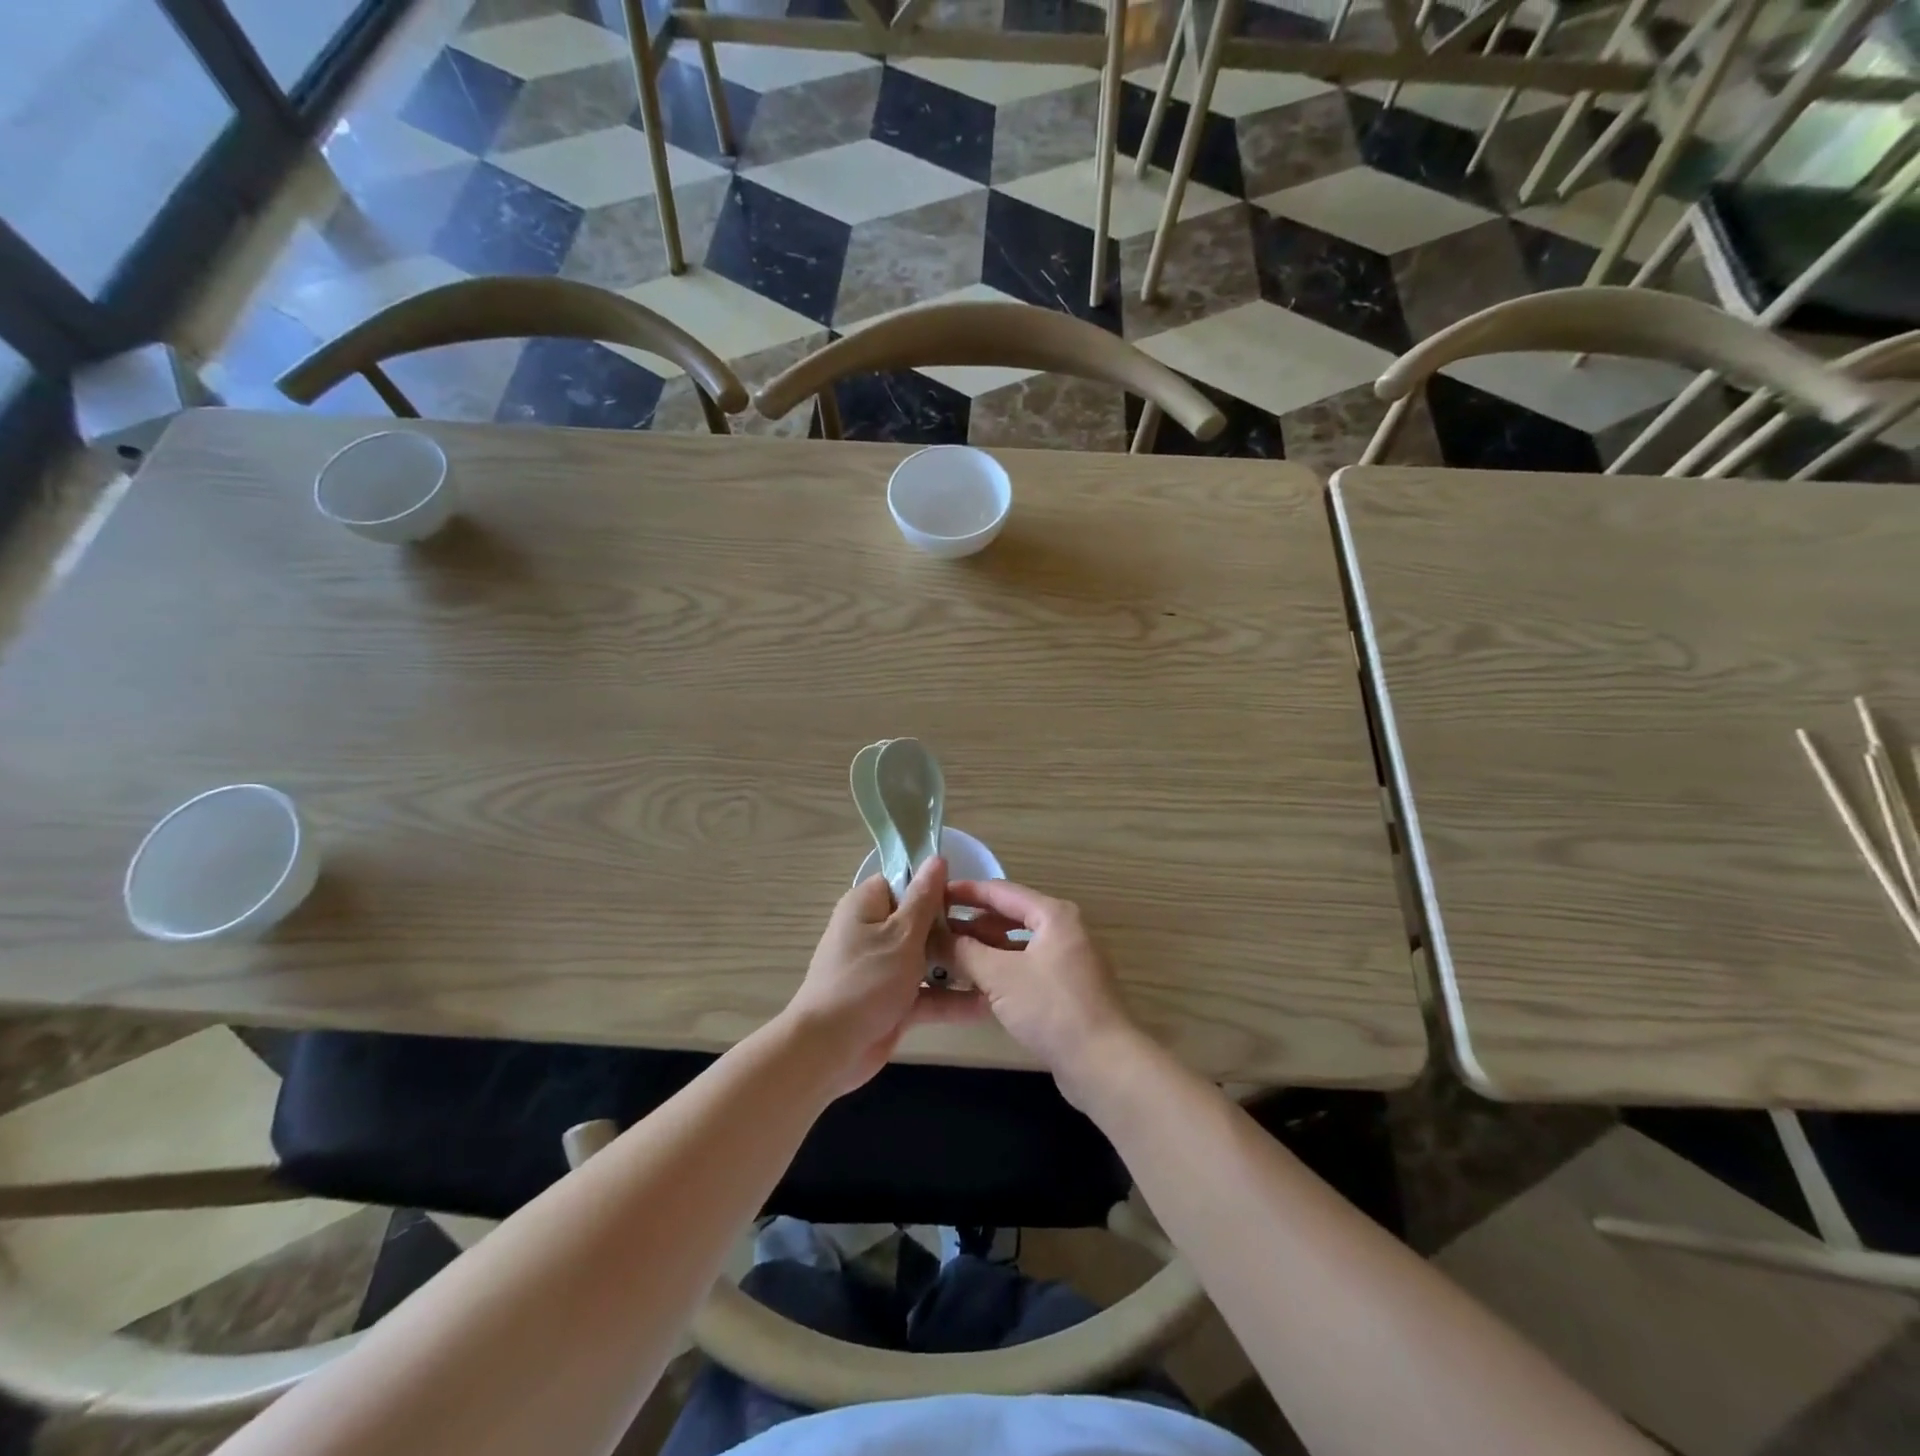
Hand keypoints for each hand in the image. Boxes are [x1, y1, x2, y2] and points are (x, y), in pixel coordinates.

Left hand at [783, 858, 977, 1095]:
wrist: (828, 1051)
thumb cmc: (865, 981)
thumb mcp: (901, 934)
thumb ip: (924, 898)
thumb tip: (936, 858)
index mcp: (866, 907)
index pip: (904, 883)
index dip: (934, 888)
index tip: (967, 897)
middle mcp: (874, 933)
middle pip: (921, 922)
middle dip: (955, 929)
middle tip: (996, 933)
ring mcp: (884, 970)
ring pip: (927, 960)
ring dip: (958, 966)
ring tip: (1000, 966)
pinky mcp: (893, 1003)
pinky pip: (926, 994)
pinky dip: (950, 999)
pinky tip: (987, 1005)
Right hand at [946, 880, 1141, 1106]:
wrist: (1103, 1063)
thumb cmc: (1051, 1007)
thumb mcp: (999, 975)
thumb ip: (963, 951)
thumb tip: (933, 936)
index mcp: (1053, 915)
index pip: (1001, 891)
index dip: (966, 892)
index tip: (933, 895)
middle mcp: (1064, 930)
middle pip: (1010, 916)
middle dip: (972, 923)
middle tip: (935, 930)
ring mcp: (1068, 961)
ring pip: (1017, 946)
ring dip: (985, 949)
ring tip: (948, 956)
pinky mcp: (1067, 990)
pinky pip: (1026, 969)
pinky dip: (1001, 971)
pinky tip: (975, 984)